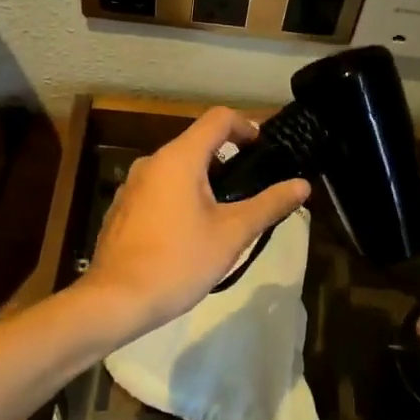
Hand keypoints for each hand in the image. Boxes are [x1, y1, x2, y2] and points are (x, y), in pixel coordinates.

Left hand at [81, 108, 310, 336]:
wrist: (115, 300)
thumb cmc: (179, 261)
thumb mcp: (233, 234)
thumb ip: (269, 204)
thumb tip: (303, 185)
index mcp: (179, 158)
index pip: (218, 118)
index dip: (246, 127)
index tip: (264, 152)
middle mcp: (151, 162)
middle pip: (197, 143)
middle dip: (228, 160)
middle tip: (251, 191)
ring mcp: (132, 186)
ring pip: (177, 169)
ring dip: (204, 182)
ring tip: (225, 216)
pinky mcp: (122, 209)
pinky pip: (159, 190)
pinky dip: (180, 198)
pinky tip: (190, 234)